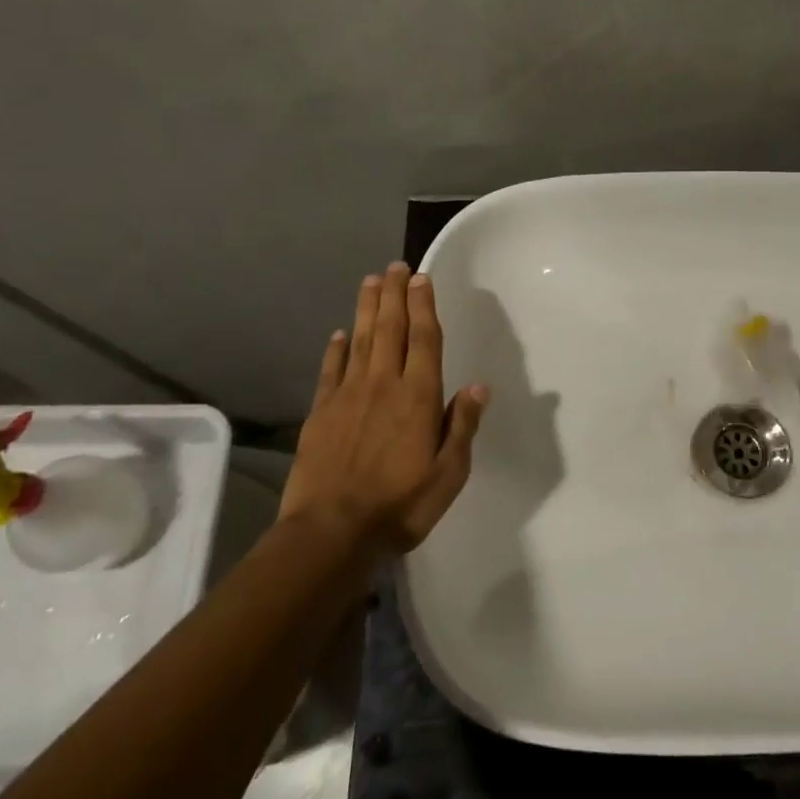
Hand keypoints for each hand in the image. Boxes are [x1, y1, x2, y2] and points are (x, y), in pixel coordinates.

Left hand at [280, 263, 489, 553]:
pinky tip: (340, 333)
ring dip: (367, 309)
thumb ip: (461, 426)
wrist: (331, 532)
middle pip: (389, 329)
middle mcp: (383, 385)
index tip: (423, 278)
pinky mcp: (321, 412)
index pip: (423, 340)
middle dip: (395, 295)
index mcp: (418, 398)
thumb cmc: (400, 505)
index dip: (424, 307)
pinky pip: (331, 370)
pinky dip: (336, 348)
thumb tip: (478, 386)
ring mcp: (347, 396)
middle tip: (396, 266)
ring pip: (360, 340)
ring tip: (371, 281)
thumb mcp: (448, 474)